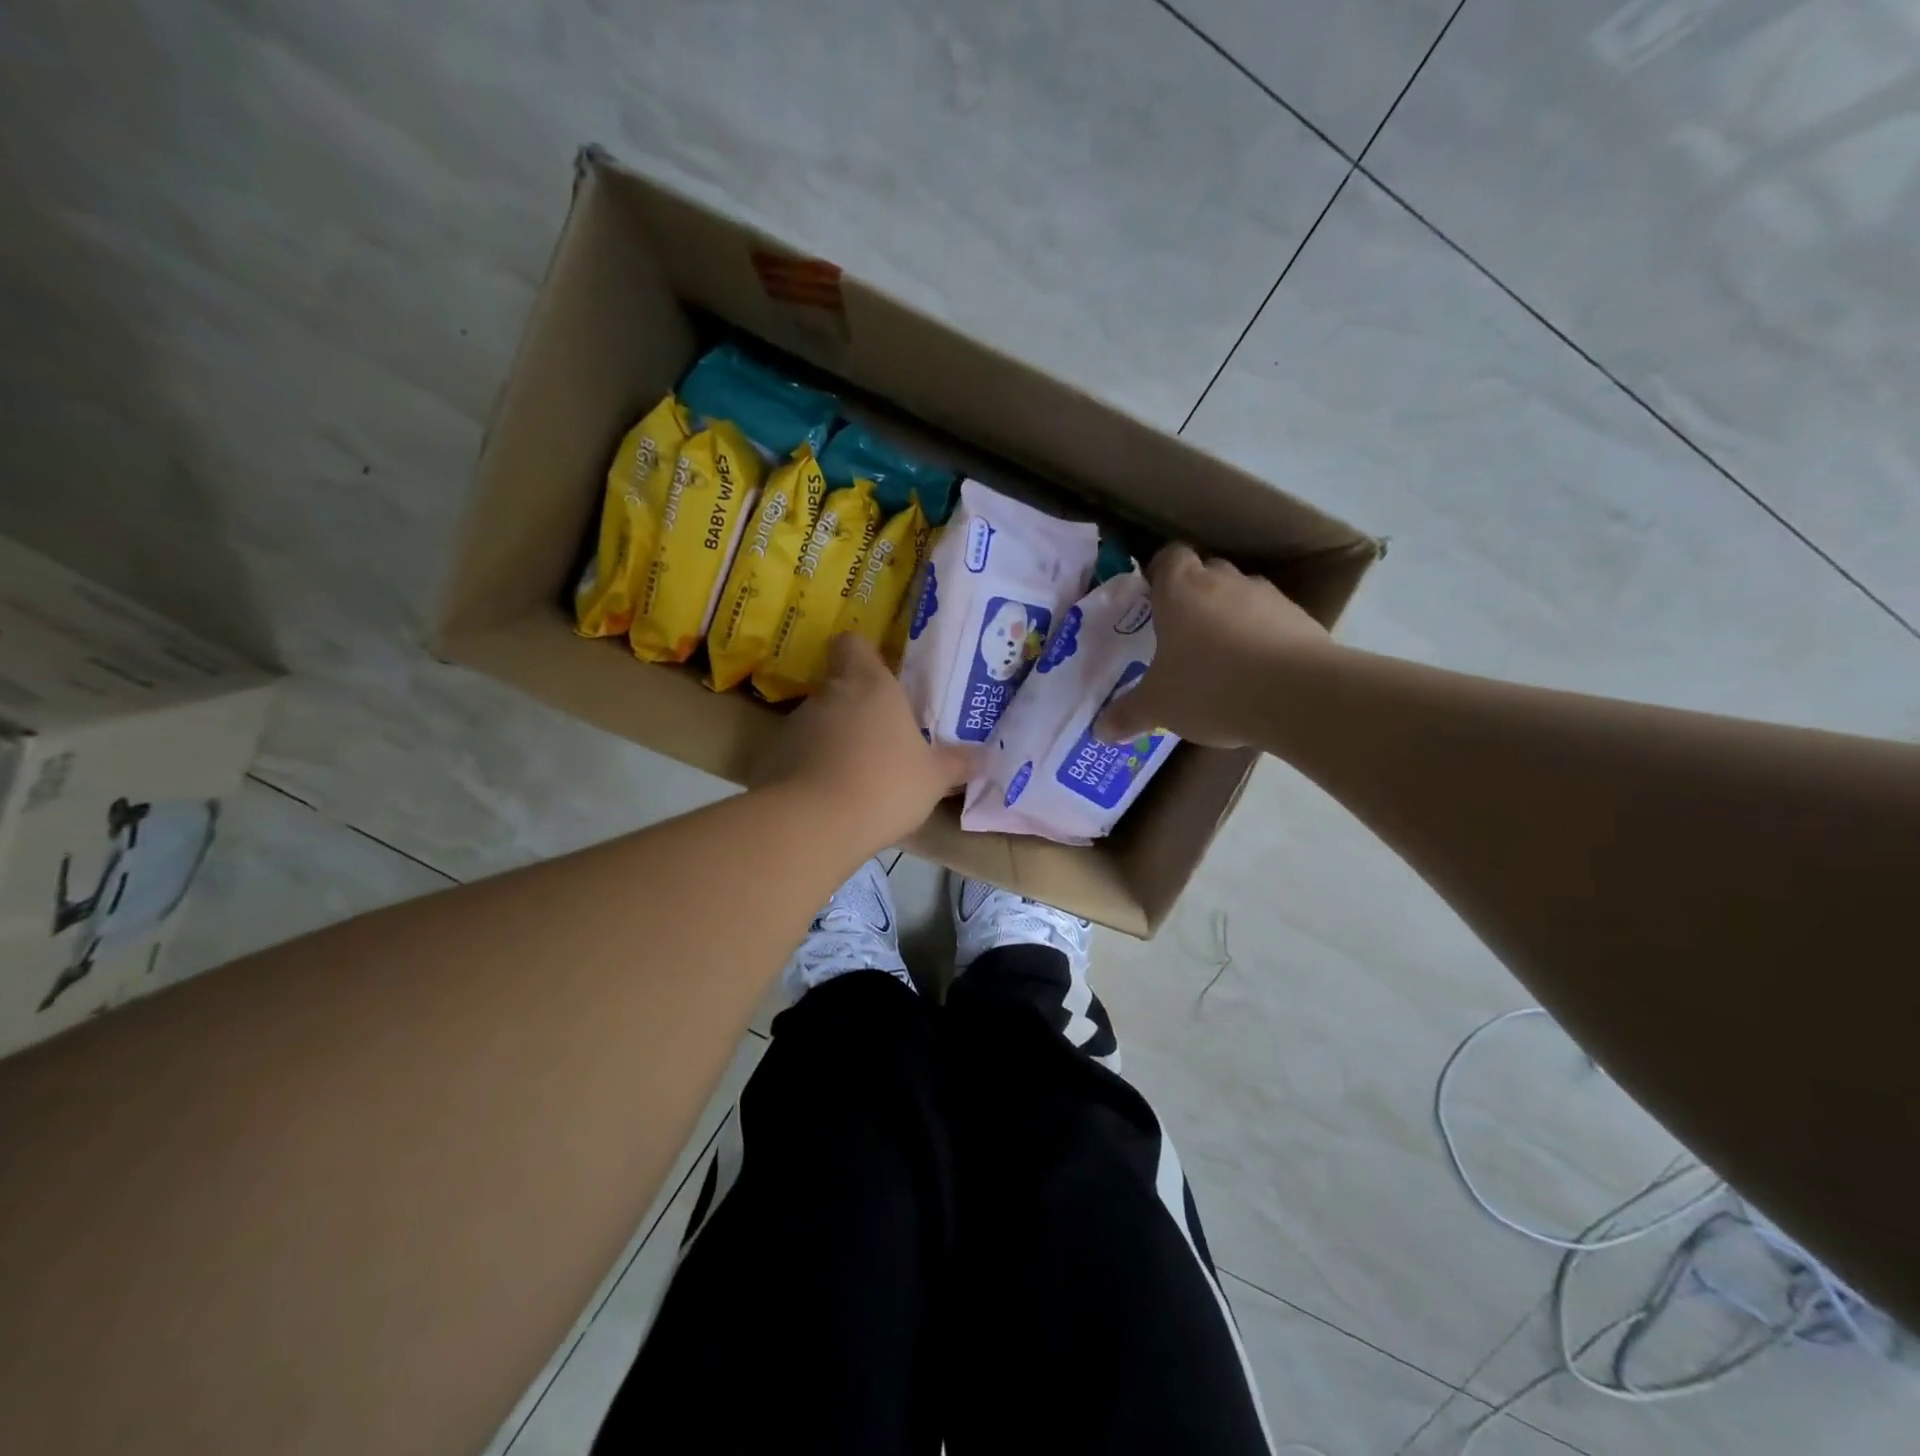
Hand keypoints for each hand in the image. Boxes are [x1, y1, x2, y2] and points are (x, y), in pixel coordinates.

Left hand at [751, 633, 973, 850]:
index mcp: (870, 685)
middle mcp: (829, 695)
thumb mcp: (934, 778)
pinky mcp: (773, 758)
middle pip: (837, 685)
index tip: (878, 675)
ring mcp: (796, 725)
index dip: (862, 654)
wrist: (816, 824)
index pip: (852, 644)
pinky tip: (828, 796)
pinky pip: (798, 754)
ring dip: (833, 739)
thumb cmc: (886, 784)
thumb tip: (987, 756)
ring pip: (817, 721)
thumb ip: (958, 763)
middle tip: (880, 736)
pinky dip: (810, 767)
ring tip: (855, 774)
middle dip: (855, 707)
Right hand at [1097, 542, 1330, 747]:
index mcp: (1180, 589)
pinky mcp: (1301, 619)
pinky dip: (1263, 638)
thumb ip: (1128, 714)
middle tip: (1181, 633)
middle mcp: (1224, 581)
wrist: (1296, 695)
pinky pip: (1273, 621)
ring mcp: (1267, 596)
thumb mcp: (1158, 706)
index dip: (1160, 573)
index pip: (1169, 557)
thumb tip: (1099, 730)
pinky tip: (1256, 673)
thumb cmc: (1208, 687)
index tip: (1153, 599)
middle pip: (1206, 572)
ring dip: (1231, 617)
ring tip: (1222, 658)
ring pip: (1241, 596)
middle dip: (1195, 596)